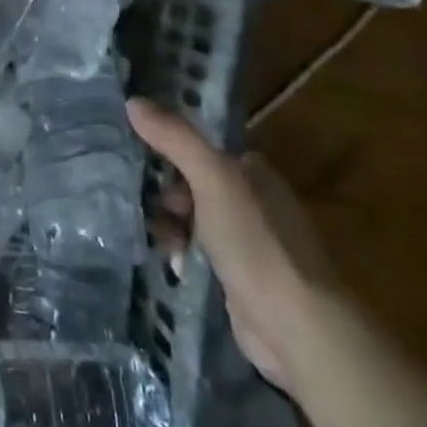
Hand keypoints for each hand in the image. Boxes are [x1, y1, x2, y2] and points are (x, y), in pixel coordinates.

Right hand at [128, 98, 335, 392]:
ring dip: (168, 225)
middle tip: (133, 195)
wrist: (294, 326)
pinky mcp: (238, 281)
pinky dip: (179, 255)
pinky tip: (164, 260)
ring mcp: (248, 245)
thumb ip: (175, 139)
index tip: (135, 149)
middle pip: (196, 186)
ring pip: (194, 222)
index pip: (205, 150)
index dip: (172, 147)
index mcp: (255, 174)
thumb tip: (132, 100)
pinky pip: (198, 256)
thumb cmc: (255, 242)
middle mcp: (254, 205)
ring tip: (143, 230)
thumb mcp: (212, 179)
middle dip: (165, 191)